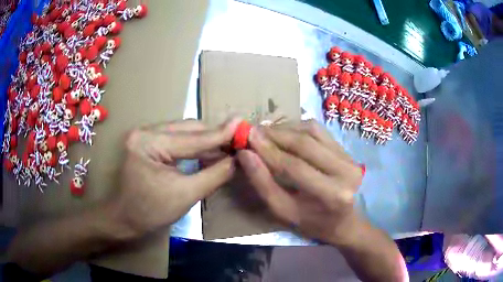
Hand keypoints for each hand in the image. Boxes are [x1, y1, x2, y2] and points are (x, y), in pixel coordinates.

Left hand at [111, 118, 240, 236]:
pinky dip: (194, 146)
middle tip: (238, 140)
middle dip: (214, 136)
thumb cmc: (151, 211)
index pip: (192, 138)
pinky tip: (210, 152)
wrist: (125, 218)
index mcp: (148, 142)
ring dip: (206, 140)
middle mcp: (145, 131)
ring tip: (228, 146)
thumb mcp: (186, 195)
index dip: (220, 135)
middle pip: (188, 128)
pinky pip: (177, 139)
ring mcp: (145, 134)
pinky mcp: (148, 142)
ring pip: (184, 131)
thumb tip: (237, 160)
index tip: (243, 126)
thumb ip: (214, 175)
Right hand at [236, 120, 362, 243]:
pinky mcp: (345, 149)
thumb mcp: (283, 211)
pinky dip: (296, 127)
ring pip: (311, 131)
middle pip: (304, 144)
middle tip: (252, 132)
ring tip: (265, 132)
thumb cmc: (310, 223)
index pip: (294, 167)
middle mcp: (346, 171)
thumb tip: (245, 154)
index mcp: (332, 194)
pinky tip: (283, 132)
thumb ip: (263, 183)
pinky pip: (318, 130)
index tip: (247, 139)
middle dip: (274, 135)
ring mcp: (349, 156)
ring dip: (284, 129)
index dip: (268, 151)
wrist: (341, 221)